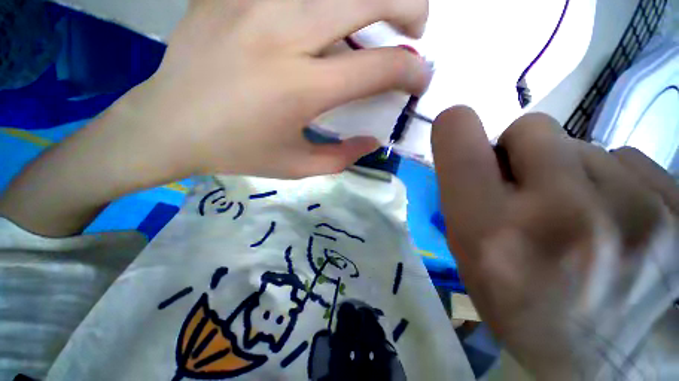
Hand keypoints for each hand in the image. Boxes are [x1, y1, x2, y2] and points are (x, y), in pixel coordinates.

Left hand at [129, 0, 430, 178]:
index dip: (410, 72)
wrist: (171, 124)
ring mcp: (253, 1)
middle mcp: (283, 35)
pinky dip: (323, 0)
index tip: (421, 79)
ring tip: (378, 16)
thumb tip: (373, 142)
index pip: (377, 69)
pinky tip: (323, 19)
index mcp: (301, 89)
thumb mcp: (297, 167)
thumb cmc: (238, 152)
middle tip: (414, 30)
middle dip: (408, 6)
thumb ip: (342, 157)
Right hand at [432, 107, 678, 378]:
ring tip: (580, 216)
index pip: (460, 145)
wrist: (608, 363)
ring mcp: (634, 211)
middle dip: (521, 151)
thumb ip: (465, 196)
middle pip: (530, 128)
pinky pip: (627, 160)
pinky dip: (613, 182)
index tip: (455, 129)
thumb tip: (477, 153)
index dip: (454, 127)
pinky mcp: (678, 207)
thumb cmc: (523, 308)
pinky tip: (618, 222)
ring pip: (583, 144)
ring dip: (569, 171)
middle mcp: (559, 216)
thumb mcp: (471, 256)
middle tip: (529, 188)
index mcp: (492, 234)